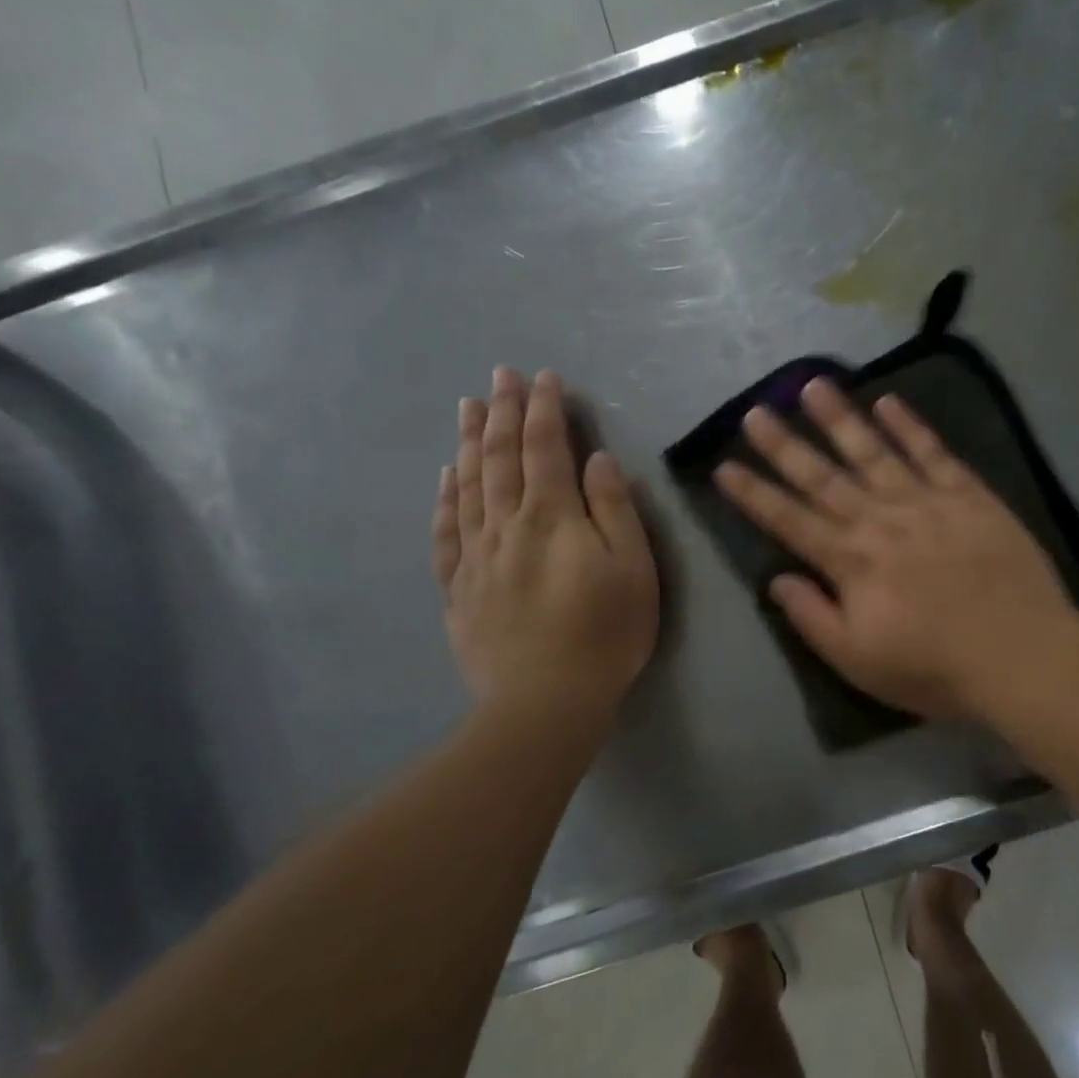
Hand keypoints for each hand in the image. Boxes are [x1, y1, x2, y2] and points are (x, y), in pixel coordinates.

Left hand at [433, 368, 658, 719]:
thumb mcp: (633, 569)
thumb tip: (597, 460)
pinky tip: (445, 478)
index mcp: (552, 517)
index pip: (545, 448)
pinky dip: (445, 498)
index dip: (544, 409)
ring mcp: (477, 556)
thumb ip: (614, 509)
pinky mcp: (460, 588)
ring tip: (468, 407)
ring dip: (469, 442)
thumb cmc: (605, 633)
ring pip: (468, 486)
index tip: (543, 378)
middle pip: (500, 457)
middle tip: (499, 375)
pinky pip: (447, 532)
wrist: (545, 702)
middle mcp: (507, 525)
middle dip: (502, 411)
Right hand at [714, 378, 1078, 721]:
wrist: (1022, 657)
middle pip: (823, 476)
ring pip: (873, 451)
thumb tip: (776, 579)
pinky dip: (909, 425)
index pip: (789, 520)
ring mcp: (926, 501)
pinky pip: (933, 452)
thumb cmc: (934, 668)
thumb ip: (813, 617)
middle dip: (784, 444)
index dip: (753, 494)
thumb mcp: (858, 661)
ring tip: (812, 384)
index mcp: (851, 561)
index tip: (724, 465)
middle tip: (754, 411)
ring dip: (839, 418)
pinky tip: (888, 400)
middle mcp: (880, 520)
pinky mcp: (969, 495)